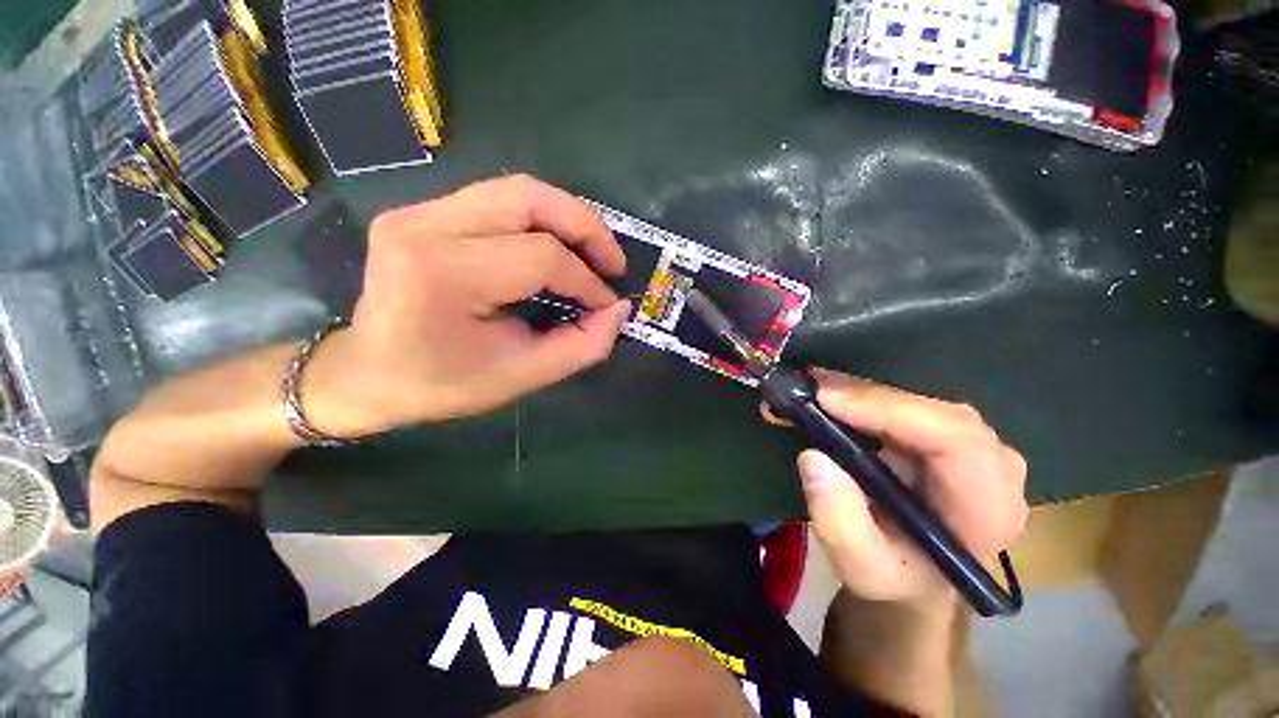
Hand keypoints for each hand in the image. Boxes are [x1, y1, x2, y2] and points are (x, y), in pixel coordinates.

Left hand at [303, 175, 630, 436]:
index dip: (587, 281)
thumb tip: (618, 311)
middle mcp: (426, 226)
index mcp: (442, 274)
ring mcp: (419, 210)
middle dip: (586, 228)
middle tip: (613, 262)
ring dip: (568, 217)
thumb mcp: (520, 377)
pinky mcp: (424, 210)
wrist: (366, 373)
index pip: (540, 257)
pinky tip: (558, 247)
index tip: (607, 306)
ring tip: (594, 252)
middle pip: (530, 198)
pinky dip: (542, 220)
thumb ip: (580, 346)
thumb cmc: (440, 384)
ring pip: (518, 189)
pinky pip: (501, 200)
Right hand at [774, 369, 1027, 606]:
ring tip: (805, 389)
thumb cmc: (895, 577)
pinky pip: (901, 404)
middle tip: (805, 388)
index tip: (827, 400)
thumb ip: (840, 523)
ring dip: (855, 392)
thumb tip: (814, 458)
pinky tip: (824, 397)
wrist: (915, 576)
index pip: (957, 440)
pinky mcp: (942, 434)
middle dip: (864, 395)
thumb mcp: (861, 568)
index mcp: (987, 508)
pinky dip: (858, 397)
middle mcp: (992, 467)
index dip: (891, 409)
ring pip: (915, 401)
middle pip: (933, 412)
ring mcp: (970, 446)